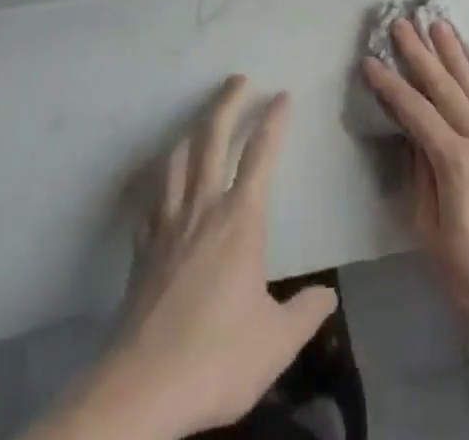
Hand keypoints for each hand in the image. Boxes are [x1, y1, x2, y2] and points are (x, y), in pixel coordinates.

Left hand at [40, 77, 335, 439]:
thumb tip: (328, 295)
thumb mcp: (276, 342)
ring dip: (191, 133)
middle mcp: (203, 209)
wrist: (140, 390)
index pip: (261, 154)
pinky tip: (163, 186)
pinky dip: (161, 183)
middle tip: (238, 78)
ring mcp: (167, 227)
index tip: (282, 94)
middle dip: (227, 103)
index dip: (274, 120)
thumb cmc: (216, 357)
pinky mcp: (142, 252)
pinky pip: (152, 201)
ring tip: (199, 121)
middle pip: (212, 139)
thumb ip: (305, 313)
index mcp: (240, 219)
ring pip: (177, 162)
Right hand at [362, 21, 468, 350]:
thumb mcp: (433, 238)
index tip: (370, 62)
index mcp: (455, 163)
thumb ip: (422, 182)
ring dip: (456, 53)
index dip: (390, 86)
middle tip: (403, 23)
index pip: (415, 113)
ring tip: (440, 24)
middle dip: (420, 53)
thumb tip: (413, 139)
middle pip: (445, 88)